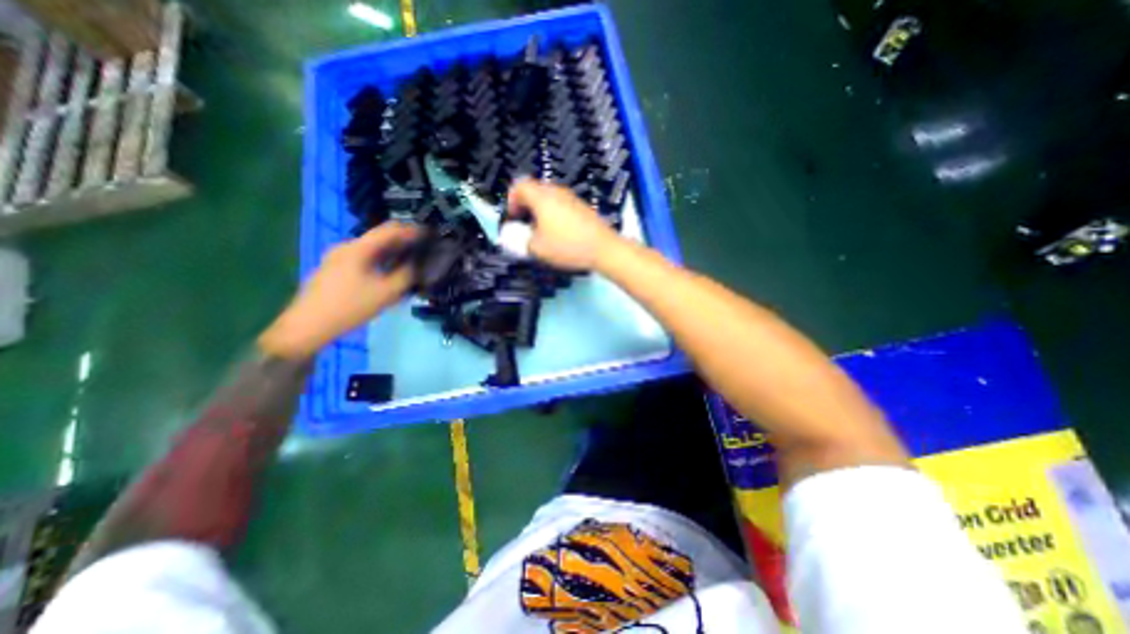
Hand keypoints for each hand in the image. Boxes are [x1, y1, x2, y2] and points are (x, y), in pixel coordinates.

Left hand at [258, 223, 419, 359]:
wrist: (307, 326)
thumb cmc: (350, 307)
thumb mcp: (386, 293)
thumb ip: (406, 275)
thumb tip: (418, 265)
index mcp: (358, 248)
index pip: (390, 229)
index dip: (412, 230)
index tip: (429, 235)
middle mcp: (347, 247)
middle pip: (380, 238)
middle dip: (403, 244)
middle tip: (422, 253)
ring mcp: (337, 257)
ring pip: (372, 250)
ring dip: (392, 254)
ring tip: (409, 265)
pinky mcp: (334, 269)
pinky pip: (363, 259)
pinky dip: (380, 262)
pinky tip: (388, 275)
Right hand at [509, 179, 622, 270]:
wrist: (603, 248)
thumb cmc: (567, 246)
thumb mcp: (537, 248)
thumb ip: (520, 241)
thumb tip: (513, 237)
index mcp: (542, 196)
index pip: (519, 186)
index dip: (510, 201)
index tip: (512, 219)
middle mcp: (556, 191)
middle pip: (534, 190)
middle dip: (525, 206)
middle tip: (524, 225)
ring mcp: (571, 197)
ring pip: (548, 198)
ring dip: (539, 211)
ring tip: (540, 231)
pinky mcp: (582, 207)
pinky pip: (561, 204)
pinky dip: (553, 214)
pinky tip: (557, 233)